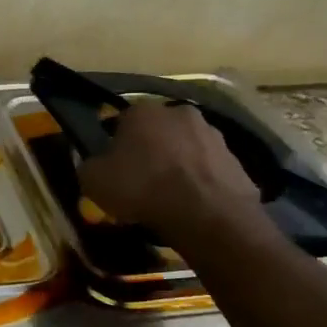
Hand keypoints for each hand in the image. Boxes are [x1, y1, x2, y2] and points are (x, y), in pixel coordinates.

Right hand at [77, 100, 263, 247]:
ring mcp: (213, 135)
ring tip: (168, 196)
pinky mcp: (237, 160)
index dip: (114, 144)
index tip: (113, 167)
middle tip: (141, 179)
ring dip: (177, 164)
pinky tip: (192, 204)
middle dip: (149, 150)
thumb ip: (90, 166)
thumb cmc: (142, 189)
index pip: (121, 121)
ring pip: (185, 148)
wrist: (207, 215)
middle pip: (157, 131)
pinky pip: (208, 169)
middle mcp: (179, 113)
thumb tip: (96, 164)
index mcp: (142, 111)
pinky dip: (200, 182)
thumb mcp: (94, 181)